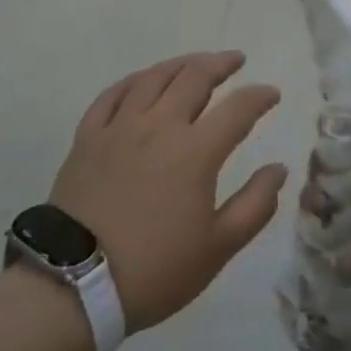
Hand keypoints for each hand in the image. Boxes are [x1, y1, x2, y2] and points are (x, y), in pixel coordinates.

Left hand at [49, 51, 288, 333]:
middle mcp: (159, 127)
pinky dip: (134, 81)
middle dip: (221, 64)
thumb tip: (279, 169)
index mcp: (196, 151)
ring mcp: (119, 129)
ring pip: (154, 77)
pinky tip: (143, 81)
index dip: (260, 96)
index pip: (238, 108)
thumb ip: (255, 205)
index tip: (272, 95)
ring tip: (195, 64)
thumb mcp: (218, 248)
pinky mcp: (87, 139)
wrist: (71, 290)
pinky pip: (112, 95)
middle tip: (235, 61)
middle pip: (195, 77)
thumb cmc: (153, 270)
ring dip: (181, 64)